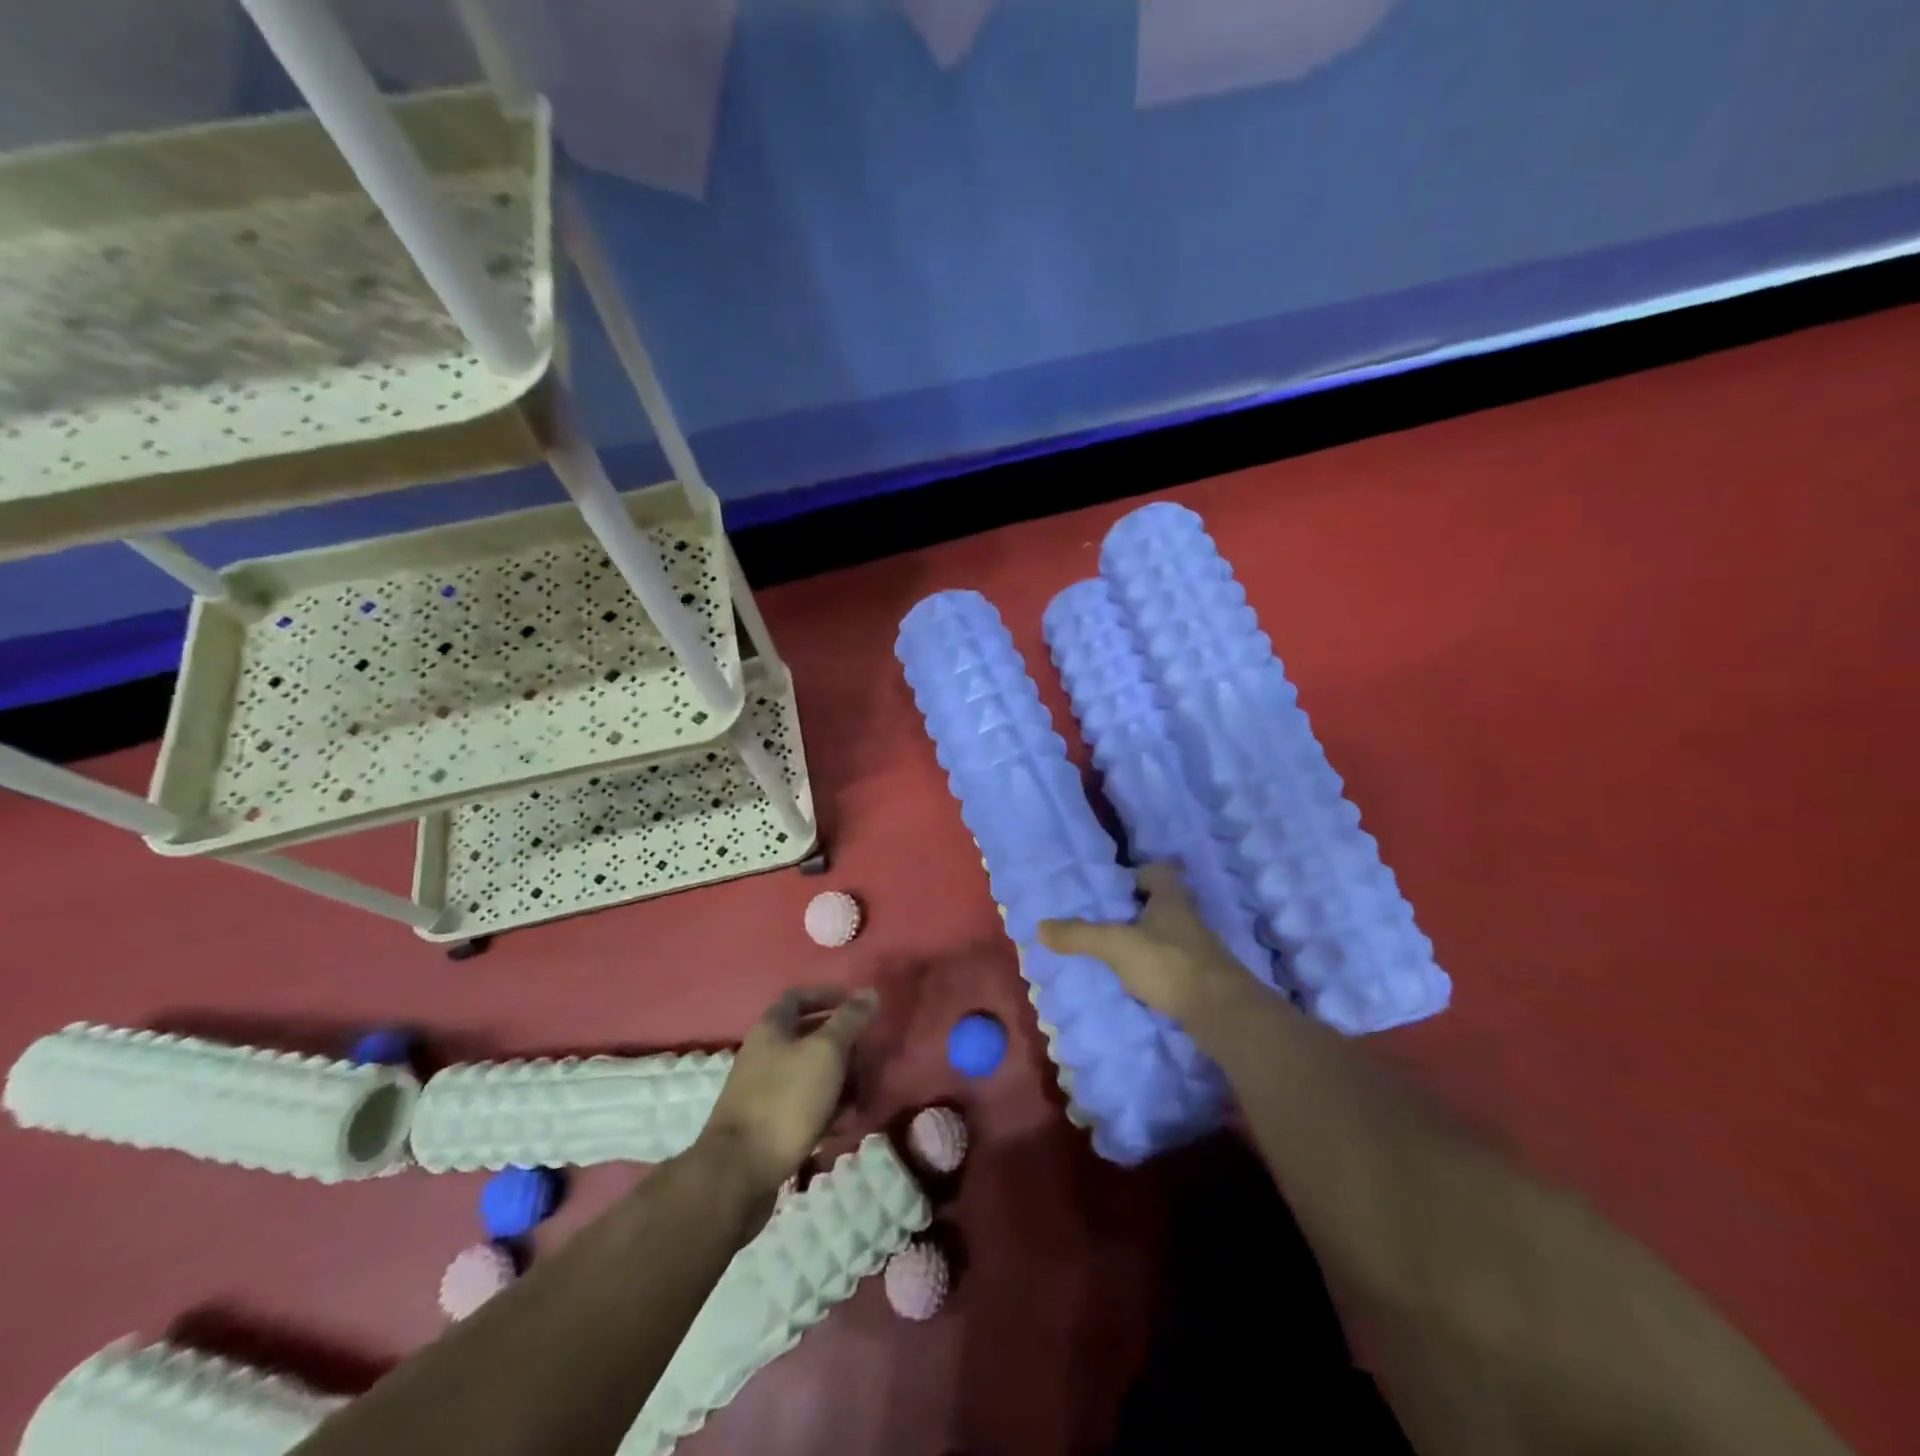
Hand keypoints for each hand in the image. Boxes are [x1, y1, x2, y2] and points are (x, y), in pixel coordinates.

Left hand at [698, 987, 877, 1198]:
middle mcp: (763, 1054)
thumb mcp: (825, 1052)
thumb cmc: (785, 1099)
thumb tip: (870, 992)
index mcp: (771, 1028)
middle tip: (868, 1053)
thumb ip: (849, 1020)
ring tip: (864, 1093)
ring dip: (838, 1080)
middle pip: (807, 1037)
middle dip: (841, 1043)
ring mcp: (763, 1091)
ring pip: (808, 1074)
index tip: (858, 1005)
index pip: (799, 997)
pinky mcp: (767, 1125)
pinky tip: (845, 1123)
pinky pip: (804, 1107)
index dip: (829, 995)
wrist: (739, 1172)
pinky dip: (826, 1110)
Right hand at [1039, 863, 1257, 1024]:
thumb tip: (1040, 927)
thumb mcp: (1116, 945)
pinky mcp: (1203, 979)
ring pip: (1168, 935)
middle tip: (1107, 921)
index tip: (1113, 890)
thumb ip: (1079, 935)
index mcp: (1172, 898)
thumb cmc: (1168, 964)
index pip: (1158, 872)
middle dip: (1137, 910)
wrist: (1221, 1013)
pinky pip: (1174, 964)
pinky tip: (1137, 982)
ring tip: (1116, 953)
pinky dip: (1156, 969)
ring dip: (1147, 941)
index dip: (1136, 875)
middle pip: (1162, 904)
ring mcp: (1200, 950)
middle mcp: (1189, 918)